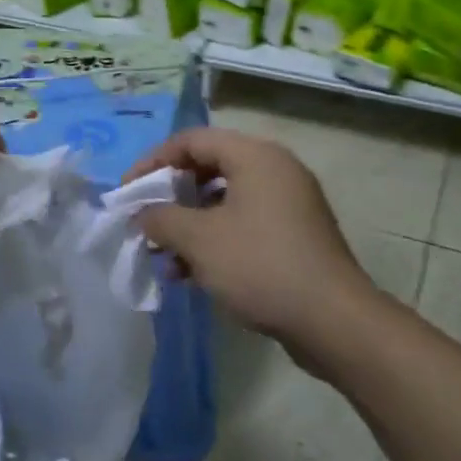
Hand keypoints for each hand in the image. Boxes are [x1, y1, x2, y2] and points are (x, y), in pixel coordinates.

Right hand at [125, 128, 381, 369]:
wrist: (332, 320)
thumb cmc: (260, 266)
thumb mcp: (199, 240)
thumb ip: (161, 219)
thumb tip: (144, 215)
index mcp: (255, 156)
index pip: (192, 140)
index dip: (153, 162)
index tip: (127, 192)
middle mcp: (275, 170)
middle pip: (209, 167)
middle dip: (171, 196)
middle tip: (145, 220)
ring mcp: (288, 204)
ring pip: (224, 201)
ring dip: (189, 224)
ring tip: (162, 256)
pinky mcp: (294, 236)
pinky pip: (243, 225)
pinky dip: (214, 241)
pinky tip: (189, 274)